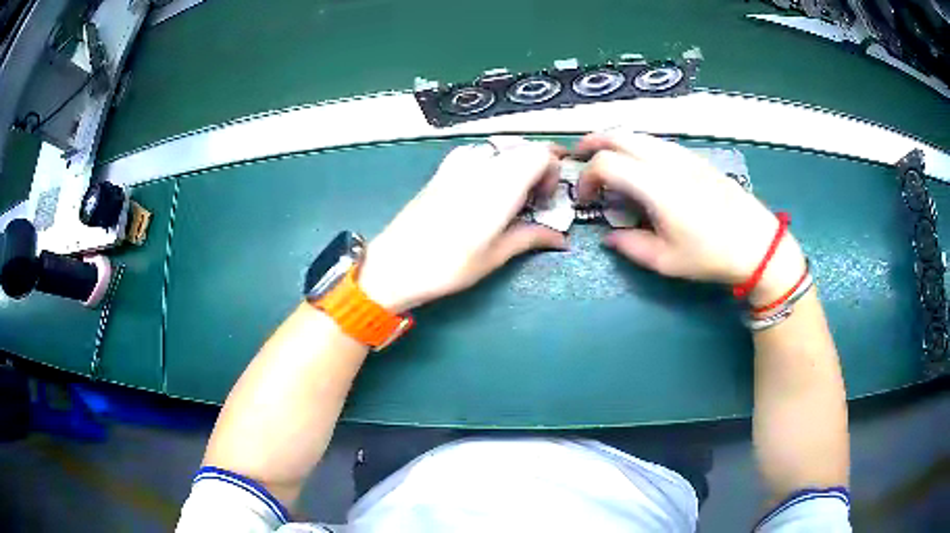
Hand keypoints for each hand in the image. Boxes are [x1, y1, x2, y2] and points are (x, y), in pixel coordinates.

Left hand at [359, 137, 567, 311]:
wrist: (396, 263)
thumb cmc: (449, 264)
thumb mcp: (496, 255)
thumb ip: (531, 237)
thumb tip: (561, 238)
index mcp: (501, 183)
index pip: (541, 153)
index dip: (553, 171)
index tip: (546, 199)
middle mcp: (482, 164)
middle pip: (523, 147)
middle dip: (537, 167)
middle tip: (534, 198)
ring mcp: (458, 163)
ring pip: (500, 148)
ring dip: (514, 164)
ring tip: (511, 194)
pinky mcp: (442, 169)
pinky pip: (477, 152)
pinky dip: (491, 162)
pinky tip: (483, 188)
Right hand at [576, 132, 804, 303]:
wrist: (756, 243)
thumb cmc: (711, 255)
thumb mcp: (666, 261)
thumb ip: (630, 246)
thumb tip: (609, 237)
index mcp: (656, 185)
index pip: (606, 163)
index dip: (587, 177)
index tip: (585, 198)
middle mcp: (666, 161)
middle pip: (619, 135)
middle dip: (593, 142)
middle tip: (580, 158)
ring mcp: (682, 155)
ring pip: (639, 134)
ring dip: (615, 142)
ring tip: (606, 161)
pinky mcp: (695, 158)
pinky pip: (656, 142)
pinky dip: (636, 146)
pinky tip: (639, 167)